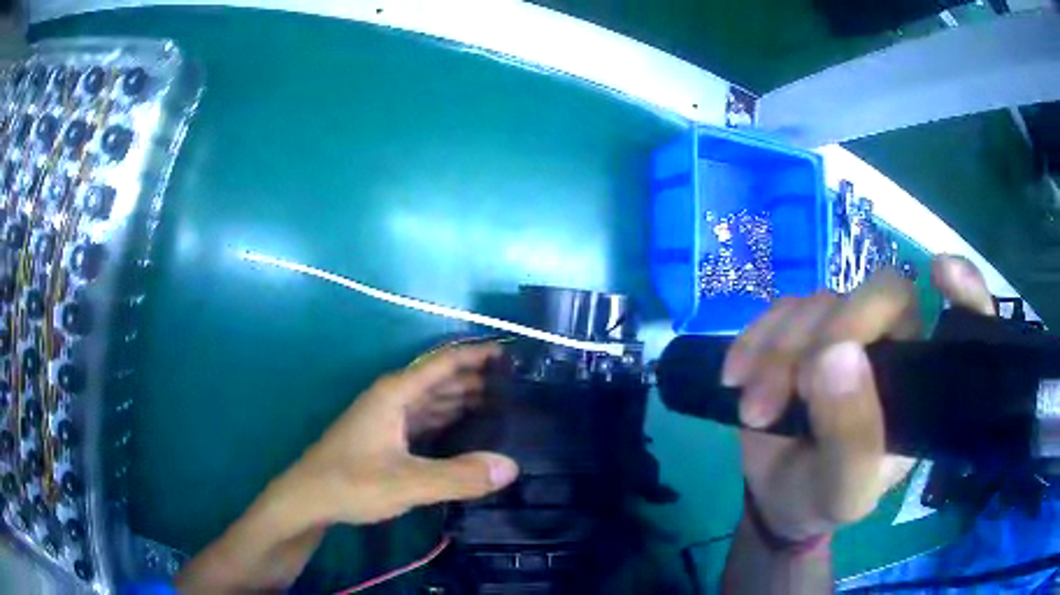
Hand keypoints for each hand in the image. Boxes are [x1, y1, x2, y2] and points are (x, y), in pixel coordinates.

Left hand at [283, 342, 519, 524]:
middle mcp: (393, 397)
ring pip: (434, 399)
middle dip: (478, 378)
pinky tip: (471, 431)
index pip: (444, 362)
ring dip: (465, 399)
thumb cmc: (351, 483)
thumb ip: (459, 476)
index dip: (478, 354)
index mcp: (396, 393)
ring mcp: (389, 417)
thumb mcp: (407, 483)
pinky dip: (450, 419)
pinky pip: (427, 419)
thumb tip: (512, 467)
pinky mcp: (387, 437)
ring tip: (504, 406)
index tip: (515, 355)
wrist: (308, 499)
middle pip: (442, 379)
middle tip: (520, 388)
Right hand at [723, 256, 993, 540]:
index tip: (941, 274)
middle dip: (833, 333)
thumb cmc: (824, 497)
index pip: (965, 319)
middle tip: (794, 388)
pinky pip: (780, 308)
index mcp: (923, 384)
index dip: (965, 287)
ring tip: (755, 409)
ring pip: (822, 301)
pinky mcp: (803, 328)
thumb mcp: (845, 492)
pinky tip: (736, 378)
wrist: (777, 496)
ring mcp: (847, 331)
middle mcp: (895, 345)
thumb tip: (835, 355)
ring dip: (780, 351)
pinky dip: (753, 341)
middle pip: (882, 293)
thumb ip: (853, 440)